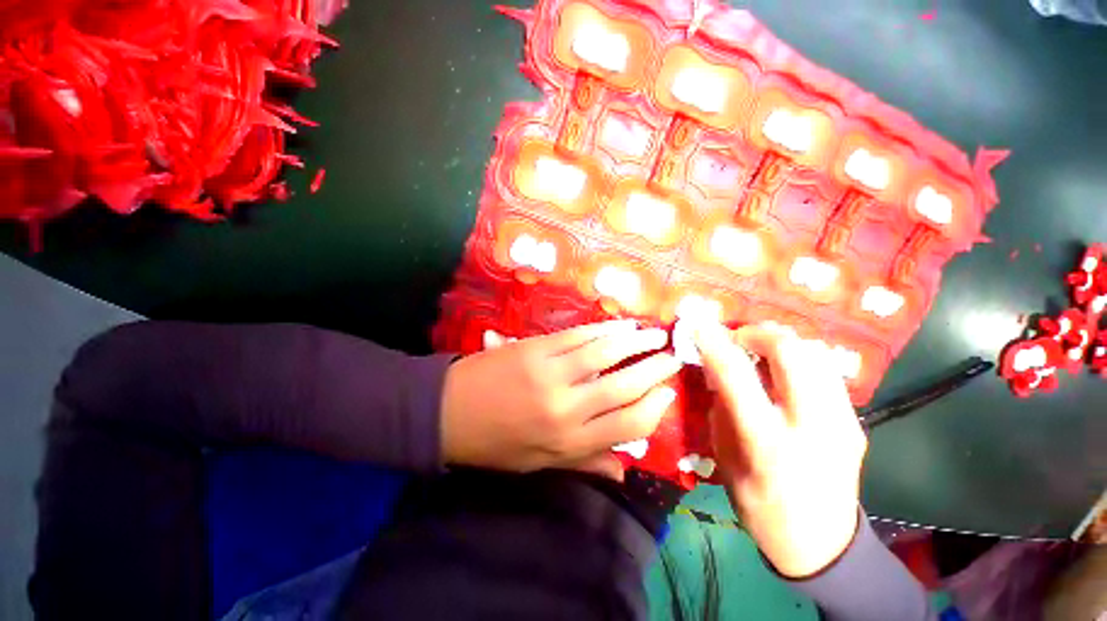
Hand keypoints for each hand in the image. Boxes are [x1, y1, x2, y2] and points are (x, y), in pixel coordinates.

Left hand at [441, 320, 681, 479]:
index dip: (655, 407)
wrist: (448, 412)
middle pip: (624, 385)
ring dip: (635, 342)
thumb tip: (625, 469)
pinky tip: (620, 325)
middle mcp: (566, 407)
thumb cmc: (495, 444)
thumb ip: (585, 461)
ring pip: (606, 353)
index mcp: (568, 442)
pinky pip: (580, 336)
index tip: (668, 393)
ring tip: (654, 335)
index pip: (628, 424)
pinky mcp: (537, 348)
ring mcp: (551, 373)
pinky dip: (605, 329)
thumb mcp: (538, 464)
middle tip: (672, 357)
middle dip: (654, 369)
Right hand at [693, 321, 866, 578]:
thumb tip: (717, 371)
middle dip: (759, 332)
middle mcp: (811, 426)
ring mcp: (842, 421)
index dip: (715, 343)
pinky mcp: (855, 421)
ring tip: (760, 350)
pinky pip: (826, 371)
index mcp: (768, 442)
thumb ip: (722, 410)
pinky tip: (784, 372)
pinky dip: (799, 359)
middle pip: (792, 352)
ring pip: (816, 354)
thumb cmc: (760, 507)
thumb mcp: (725, 461)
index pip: (737, 376)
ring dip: (782, 342)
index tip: (699, 325)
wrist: (823, 545)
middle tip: (738, 338)